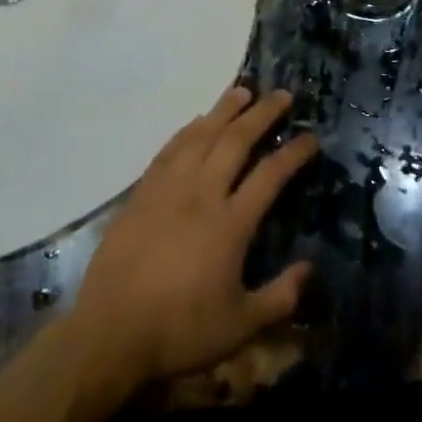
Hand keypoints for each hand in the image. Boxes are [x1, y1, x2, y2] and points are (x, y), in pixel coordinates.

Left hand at [71, 86, 317, 390]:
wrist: (111, 330)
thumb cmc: (180, 330)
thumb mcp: (240, 326)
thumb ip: (280, 297)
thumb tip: (310, 268)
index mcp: (231, 223)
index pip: (270, 175)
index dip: (293, 153)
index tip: (310, 136)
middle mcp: (203, 193)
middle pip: (237, 140)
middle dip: (263, 114)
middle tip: (282, 94)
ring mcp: (170, 187)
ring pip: (202, 134)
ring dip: (225, 109)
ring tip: (242, 91)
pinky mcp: (143, 191)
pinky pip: (171, 147)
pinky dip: (189, 128)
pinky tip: (198, 120)